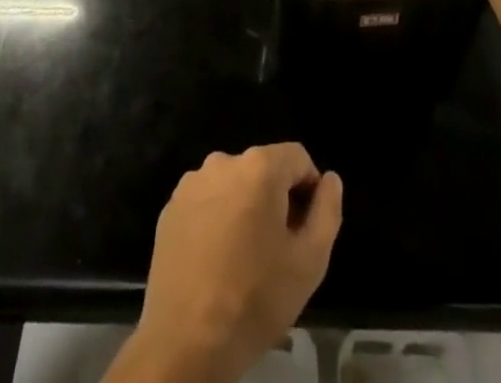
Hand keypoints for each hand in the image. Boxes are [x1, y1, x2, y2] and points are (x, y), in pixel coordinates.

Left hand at [110, 144, 342, 382]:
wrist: (185, 343)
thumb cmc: (254, 299)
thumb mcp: (309, 262)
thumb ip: (327, 212)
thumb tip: (330, 180)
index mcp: (258, 167)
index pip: (297, 158)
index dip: (309, 190)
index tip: (305, 230)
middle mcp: (222, 162)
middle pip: (263, 171)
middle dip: (276, 202)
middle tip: (277, 251)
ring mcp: (191, 184)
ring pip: (233, 187)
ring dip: (245, 210)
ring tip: (245, 260)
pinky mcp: (169, 209)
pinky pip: (206, 203)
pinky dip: (216, 221)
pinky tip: (216, 262)